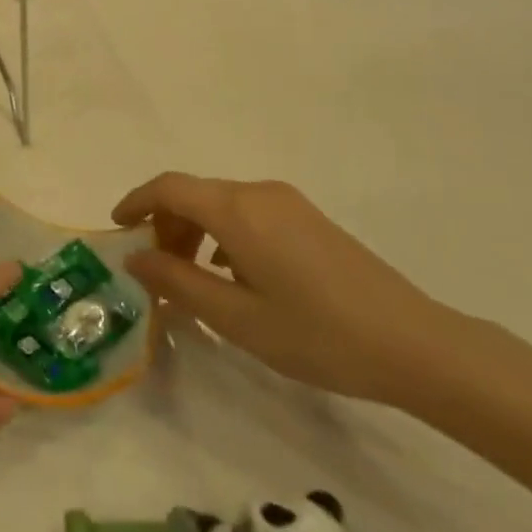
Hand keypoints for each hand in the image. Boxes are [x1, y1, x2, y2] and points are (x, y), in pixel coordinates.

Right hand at [115, 173, 450, 404]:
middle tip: (155, 271)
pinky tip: (233, 277)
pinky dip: (223, 234)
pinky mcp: (309, 219)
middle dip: (164, 224)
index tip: (116, 229)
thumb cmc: (317, 334)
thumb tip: (136, 256)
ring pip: (221, 203)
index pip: (169, 187)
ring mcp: (289, 203)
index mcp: (237, 210)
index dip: (136, 202)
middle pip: (194, 193)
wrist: (415, 344)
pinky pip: (248, 213)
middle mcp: (260, 193)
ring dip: (194, 231)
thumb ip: (178, 282)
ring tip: (192, 279)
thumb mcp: (236, 318)